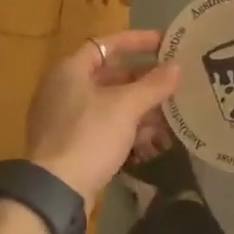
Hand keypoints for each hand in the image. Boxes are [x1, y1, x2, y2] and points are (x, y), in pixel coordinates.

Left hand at [26, 31, 180, 210]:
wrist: (56, 191)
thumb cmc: (89, 136)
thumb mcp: (125, 107)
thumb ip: (153, 85)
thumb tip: (177, 66)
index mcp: (70, 70)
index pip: (106, 44)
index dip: (136, 41)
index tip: (164, 43)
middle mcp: (63, 89)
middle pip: (108, 75)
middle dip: (142, 80)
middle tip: (171, 80)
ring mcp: (65, 118)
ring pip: (108, 104)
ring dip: (138, 107)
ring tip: (169, 112)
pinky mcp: (70, 144)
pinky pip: (102, 127)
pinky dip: (125, 128)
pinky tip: (150, 140)